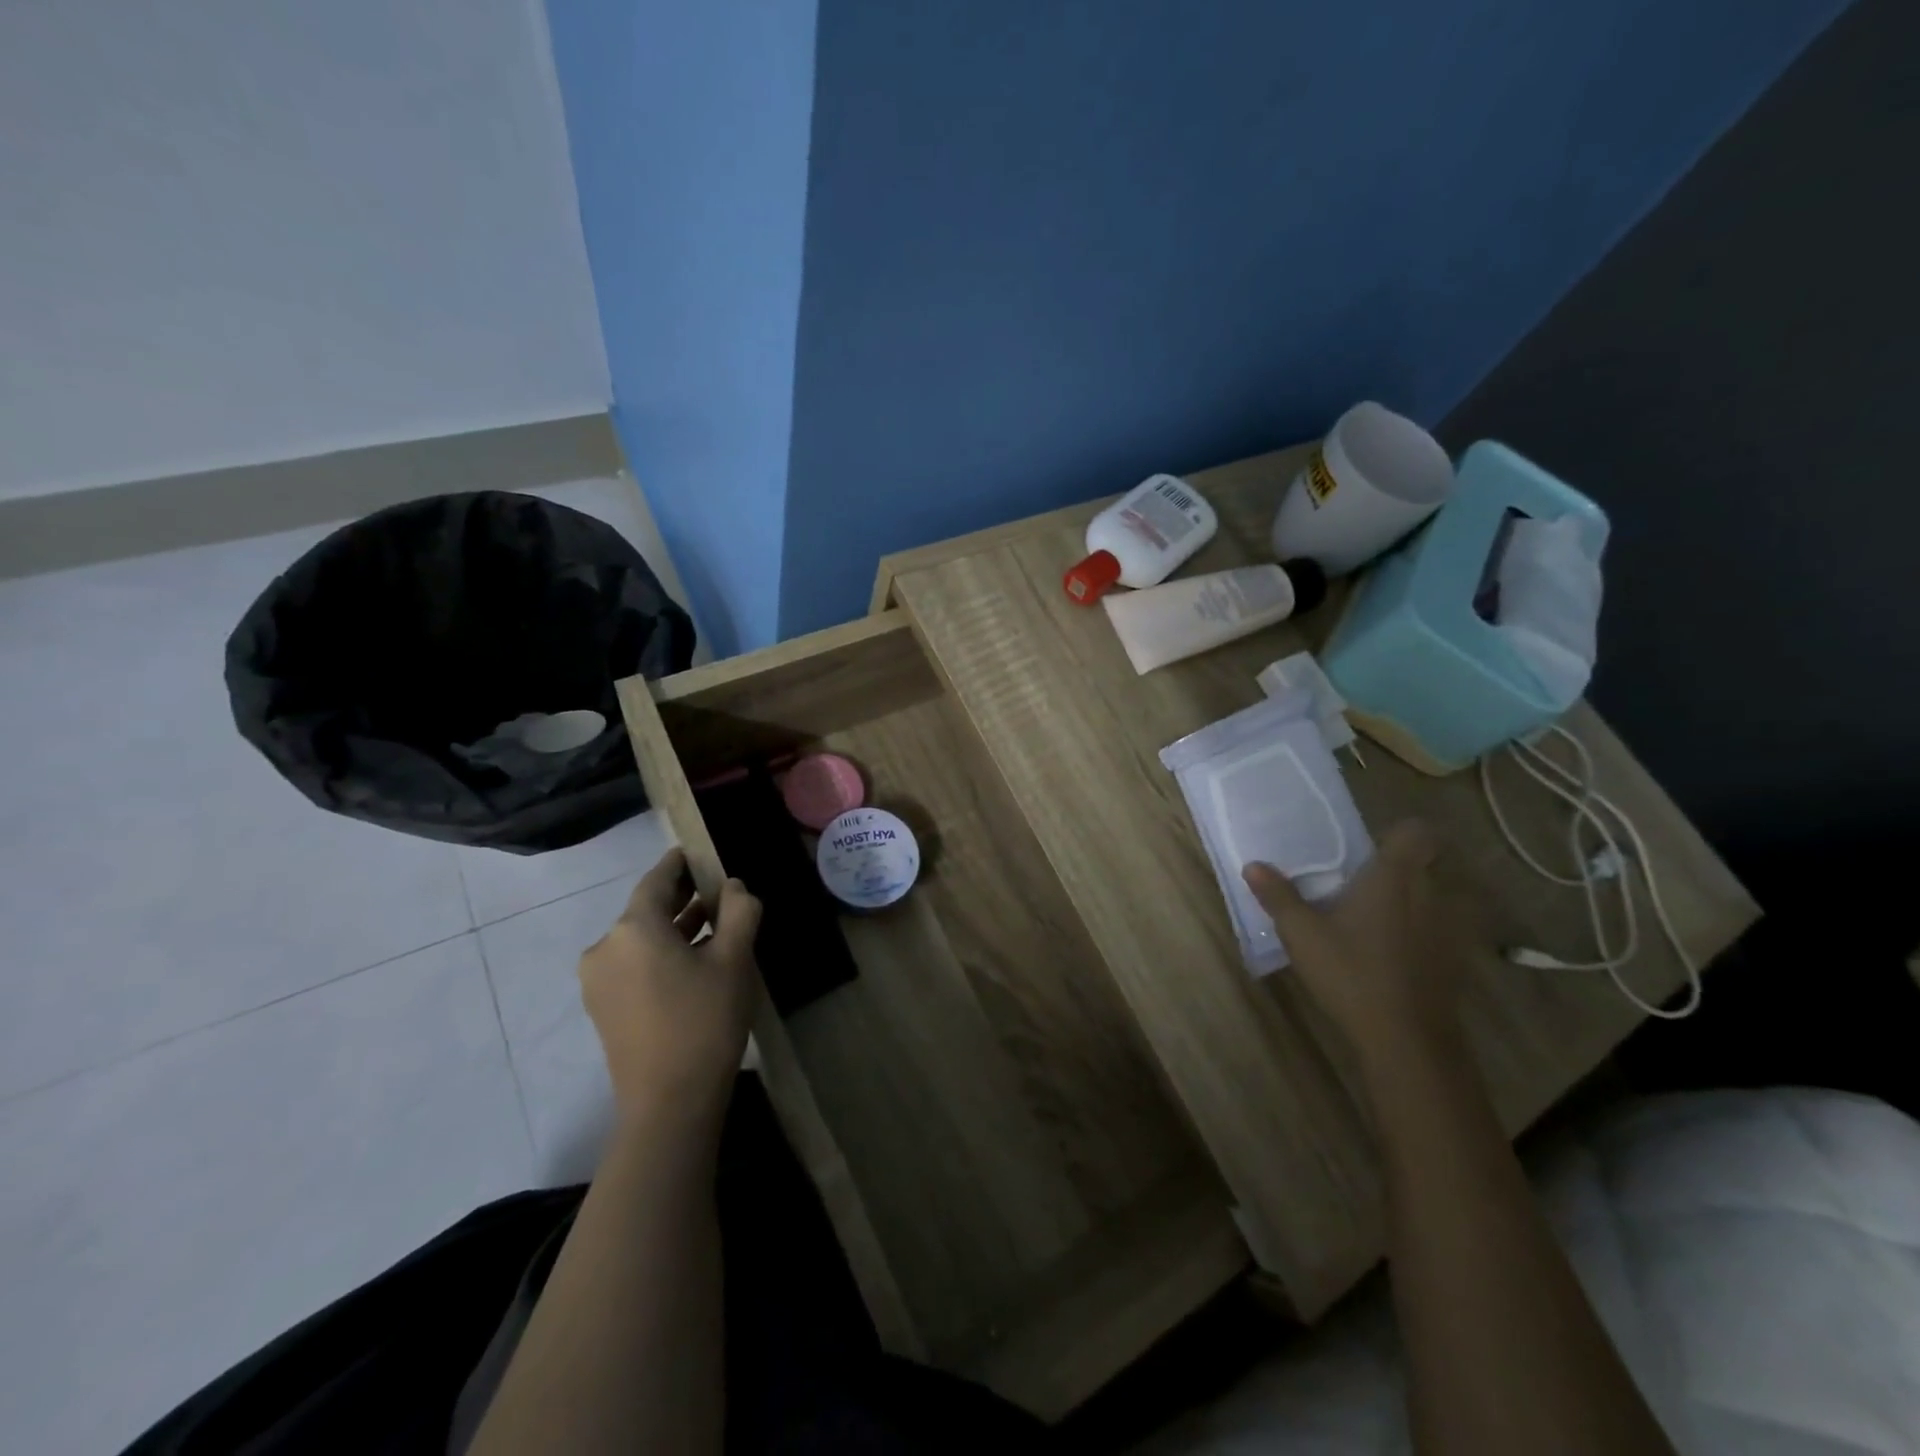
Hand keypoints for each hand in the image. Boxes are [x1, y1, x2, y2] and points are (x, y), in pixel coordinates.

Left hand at [579, 849, 761, 1119]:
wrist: (668, 1104)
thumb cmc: (704, 1020)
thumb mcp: (735, 959)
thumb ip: (739, 911)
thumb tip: (733, 886)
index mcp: (633, 928)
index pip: (657, 880)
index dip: (679, 864)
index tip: (697, 853)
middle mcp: (605, 947)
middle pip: (646, 910)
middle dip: (681, 898)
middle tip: (716, 890)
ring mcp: (598, 981)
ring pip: (640, 939)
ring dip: (673, 929)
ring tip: (713, 925)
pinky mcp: (602, 1009)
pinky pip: (633, 964)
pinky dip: (660, 954)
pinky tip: (692, 962)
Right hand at [1242, 821, 1482, 1067]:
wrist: (1407, 1039)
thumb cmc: (1351, 973)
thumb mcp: (1302, 934)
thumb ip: (1279, 896)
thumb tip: (1253, 865)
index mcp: (1393, 877)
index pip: (1416, 832)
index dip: (1399, 834)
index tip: (1372, 848)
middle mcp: (1431, 893)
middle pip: (1429, 862)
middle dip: (1404, 867)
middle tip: (1366, 882)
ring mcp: (1451, 928)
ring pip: (1440, 896)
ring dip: (1418, 900)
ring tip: (1381, 917)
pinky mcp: (1458, 960)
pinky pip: (1444, 929)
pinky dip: (1427, 932)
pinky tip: (1398, 953)